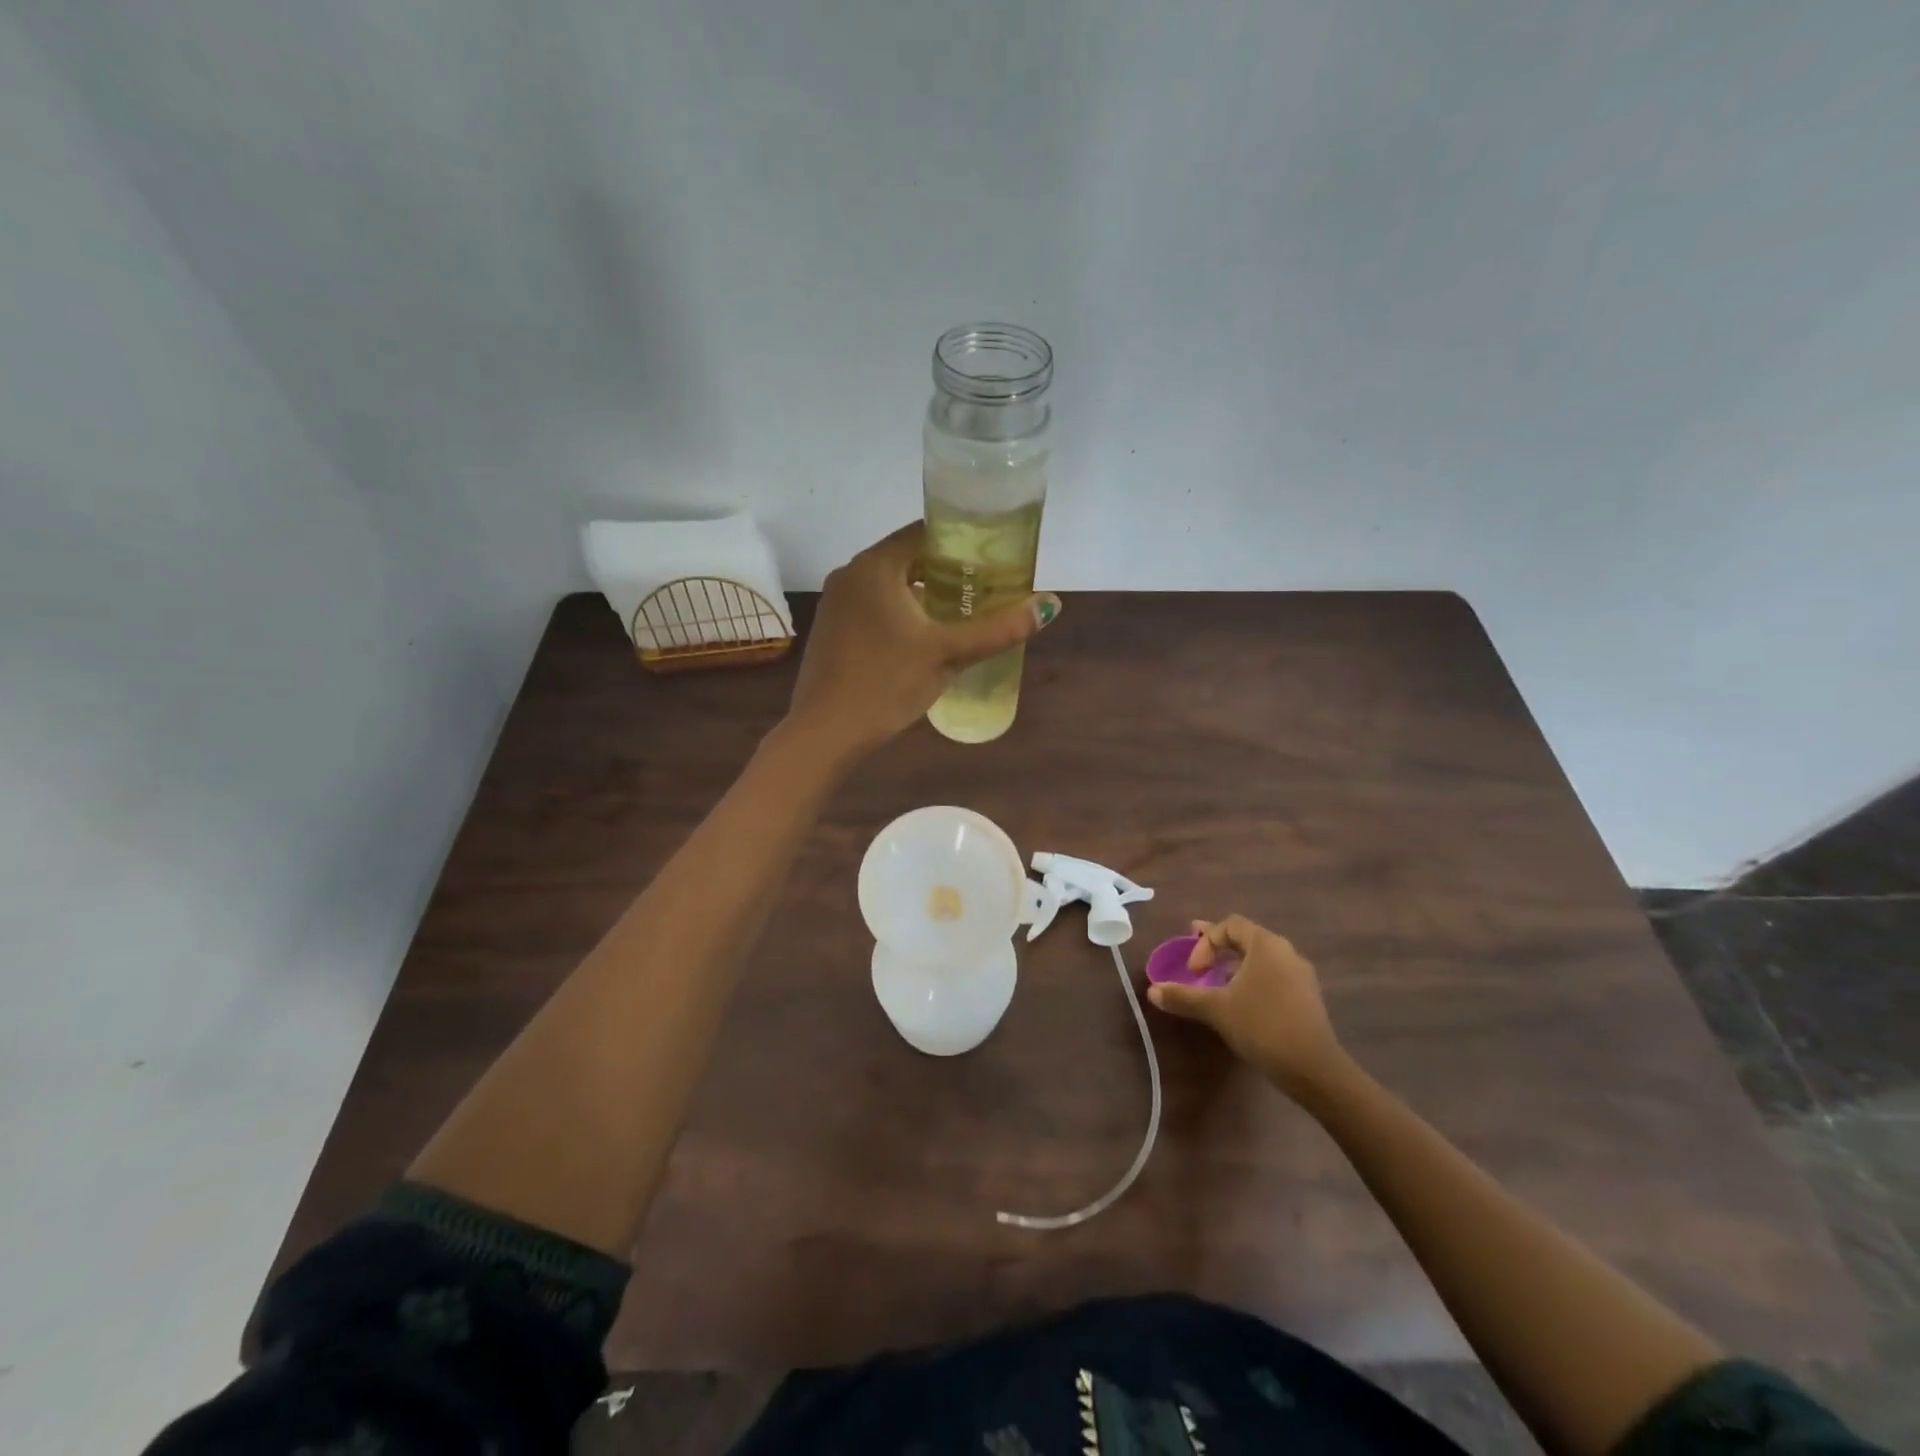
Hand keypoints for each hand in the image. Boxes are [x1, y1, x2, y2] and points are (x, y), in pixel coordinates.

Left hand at [787, 522, 1059, 755]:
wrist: (825, 731)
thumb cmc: (887, 683)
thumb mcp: (948, 654)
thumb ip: (999, 628)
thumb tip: (1052, 604)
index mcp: (876, 565)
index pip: (924, 532)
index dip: (961, 540)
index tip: (992, 558)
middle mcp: (851, 572)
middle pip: (907, 556)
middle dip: (946, 569)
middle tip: (984, 587)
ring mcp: (836, 600)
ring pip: (889, 583)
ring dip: (923, 592)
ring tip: (960, 611)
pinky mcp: (832, 627)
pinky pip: (873, 604)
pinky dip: (900, 610)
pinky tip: (922, 636)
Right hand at [1148, 915, 1345, 1097]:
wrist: (1313, 1068)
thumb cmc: (1261, 1026)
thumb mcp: (1216, 1009)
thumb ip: (1183, 996)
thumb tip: (1152, 992)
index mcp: (1266, 945)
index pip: (1230, 926)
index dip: (1206, 942)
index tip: (1194, 970)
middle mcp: (1286, 952)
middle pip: (1246, 939)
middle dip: (1218, 948)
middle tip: (1197, 960)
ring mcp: (1300, 976)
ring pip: (1261, 959)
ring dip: (1235, 966)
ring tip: (1216, 983)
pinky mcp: (1307, 998)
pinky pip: (1273, 977)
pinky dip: (1252, 981)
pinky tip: (1241, 1003)